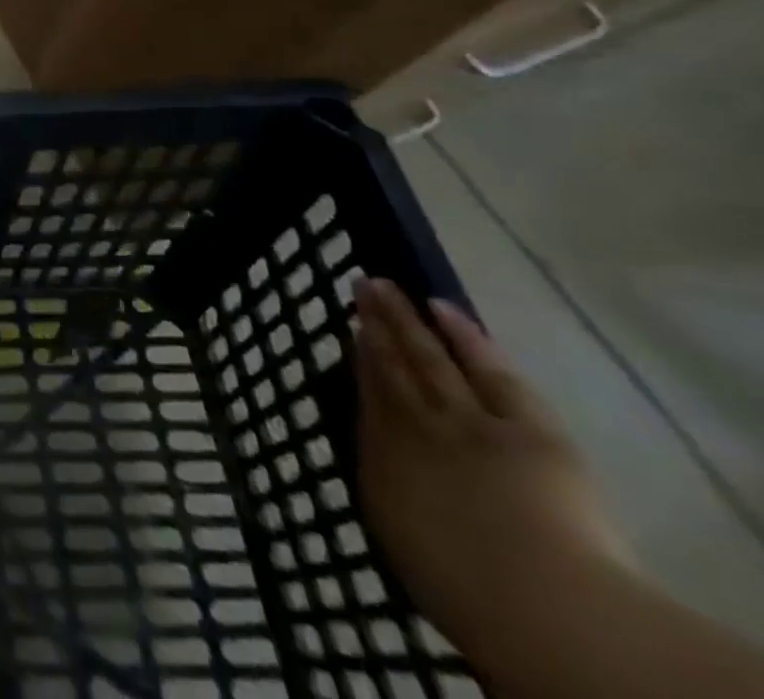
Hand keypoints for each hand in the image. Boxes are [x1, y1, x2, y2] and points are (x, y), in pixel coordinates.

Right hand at [355, 279, 628, 667]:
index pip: (369, 396)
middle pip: (393, 365)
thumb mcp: (404, 542)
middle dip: (377, 324)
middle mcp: (416, 425)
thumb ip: (390, 496)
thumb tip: (379, 471)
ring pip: (429, 356)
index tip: (350, 329)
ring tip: (386, 285)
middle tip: (361, 285)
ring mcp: (468, 419)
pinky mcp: (524, 425)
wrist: (532, 598)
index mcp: (385, 457)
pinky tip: (443, 308)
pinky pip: (489, 371)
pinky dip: (466, 337)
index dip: (360, 359)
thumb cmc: (462, 589)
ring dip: (406, 319)